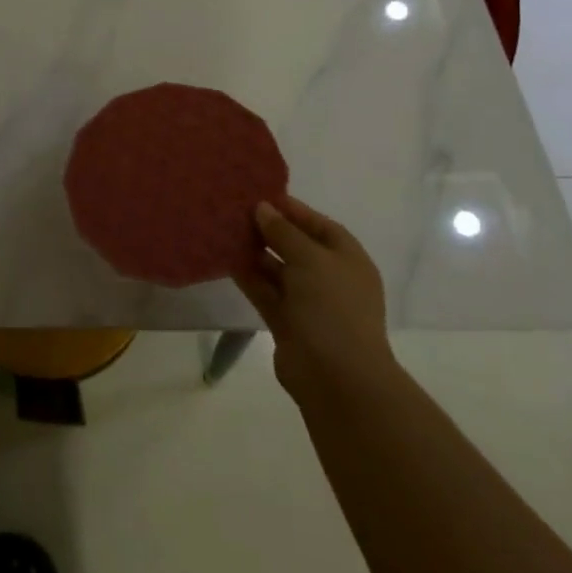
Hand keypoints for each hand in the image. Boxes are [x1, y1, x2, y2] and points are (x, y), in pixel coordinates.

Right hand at [233, 195, 392, 408]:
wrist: (337, 378)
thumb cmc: (332, 307)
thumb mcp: (310, 258)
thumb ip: (283, 231)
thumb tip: (263, 208)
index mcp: (347, 258)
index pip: (318, 224)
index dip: (291, 209)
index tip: (258, 194)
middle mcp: (329, 277)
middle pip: (295, 245)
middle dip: (268, 229)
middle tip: (234, 210)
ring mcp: (308, 302)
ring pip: (277, 269)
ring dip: (254, 252)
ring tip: (224, 230)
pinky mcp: (287, 322)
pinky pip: (265, 291)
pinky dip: (248, 277)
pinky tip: (225, 259)